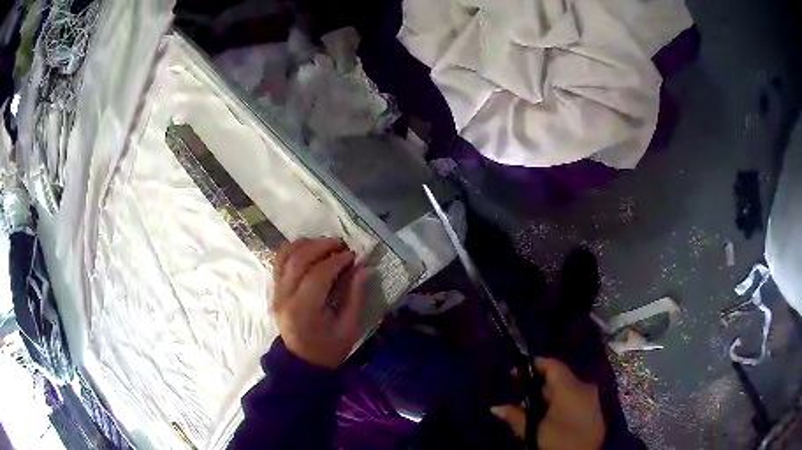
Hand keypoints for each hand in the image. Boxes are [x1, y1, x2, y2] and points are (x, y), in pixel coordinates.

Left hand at [272, 238, 367, 368]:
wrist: (302, 362)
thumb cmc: (329, 349)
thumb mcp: (348, 328)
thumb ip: (355, 296)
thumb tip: (363, 268)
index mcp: (304, 311)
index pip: (317, 275)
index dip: (336, 261)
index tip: (353, 255)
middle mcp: (285, 298)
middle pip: (298, 260)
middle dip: (321, 246)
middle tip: (341, 245)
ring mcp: (276, 293)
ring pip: (284, 256)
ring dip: (305, 244)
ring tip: (325, 244)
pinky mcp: (274, 291)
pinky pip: (279, 262)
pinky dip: (293, 250)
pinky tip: (309, 250)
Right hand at [490, 357, 604, 449]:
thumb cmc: (558, 442)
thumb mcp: (534, 431)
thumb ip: (515, 417)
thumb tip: (495, 408)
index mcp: (571, 387)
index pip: (552, 365)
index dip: (533, 365)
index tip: (515, 372)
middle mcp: (585, 387)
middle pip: (558, 379)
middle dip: (537, 387)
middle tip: (519, 400)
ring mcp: (592, 399)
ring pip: (566, 391)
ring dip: (548, 398)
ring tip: (530, 413)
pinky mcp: (595, 411)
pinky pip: (575, 399)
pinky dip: (560, 404)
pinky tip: (548, 418)